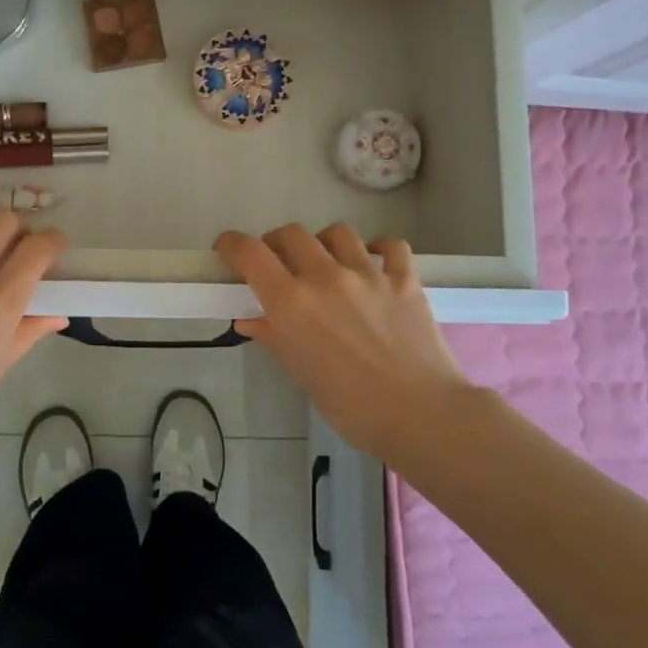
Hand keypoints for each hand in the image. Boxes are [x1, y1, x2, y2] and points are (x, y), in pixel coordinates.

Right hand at [216, 223, 467, 458]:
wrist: (420, 414)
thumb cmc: (350, 406)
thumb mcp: (302, 373)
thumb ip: (275, 337)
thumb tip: (250, 320)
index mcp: (291, 302)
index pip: (250, 253)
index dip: (232, 244)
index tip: (227, 249)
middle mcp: (325, 276)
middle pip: (292, 234)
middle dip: (278, 243)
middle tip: (279, 262)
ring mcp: (368, 274)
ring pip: (338, 233)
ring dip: (324, 242)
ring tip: (327, 261)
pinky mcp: (405, 279)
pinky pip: (391, 246)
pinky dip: (379, 249)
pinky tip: (375, 262)